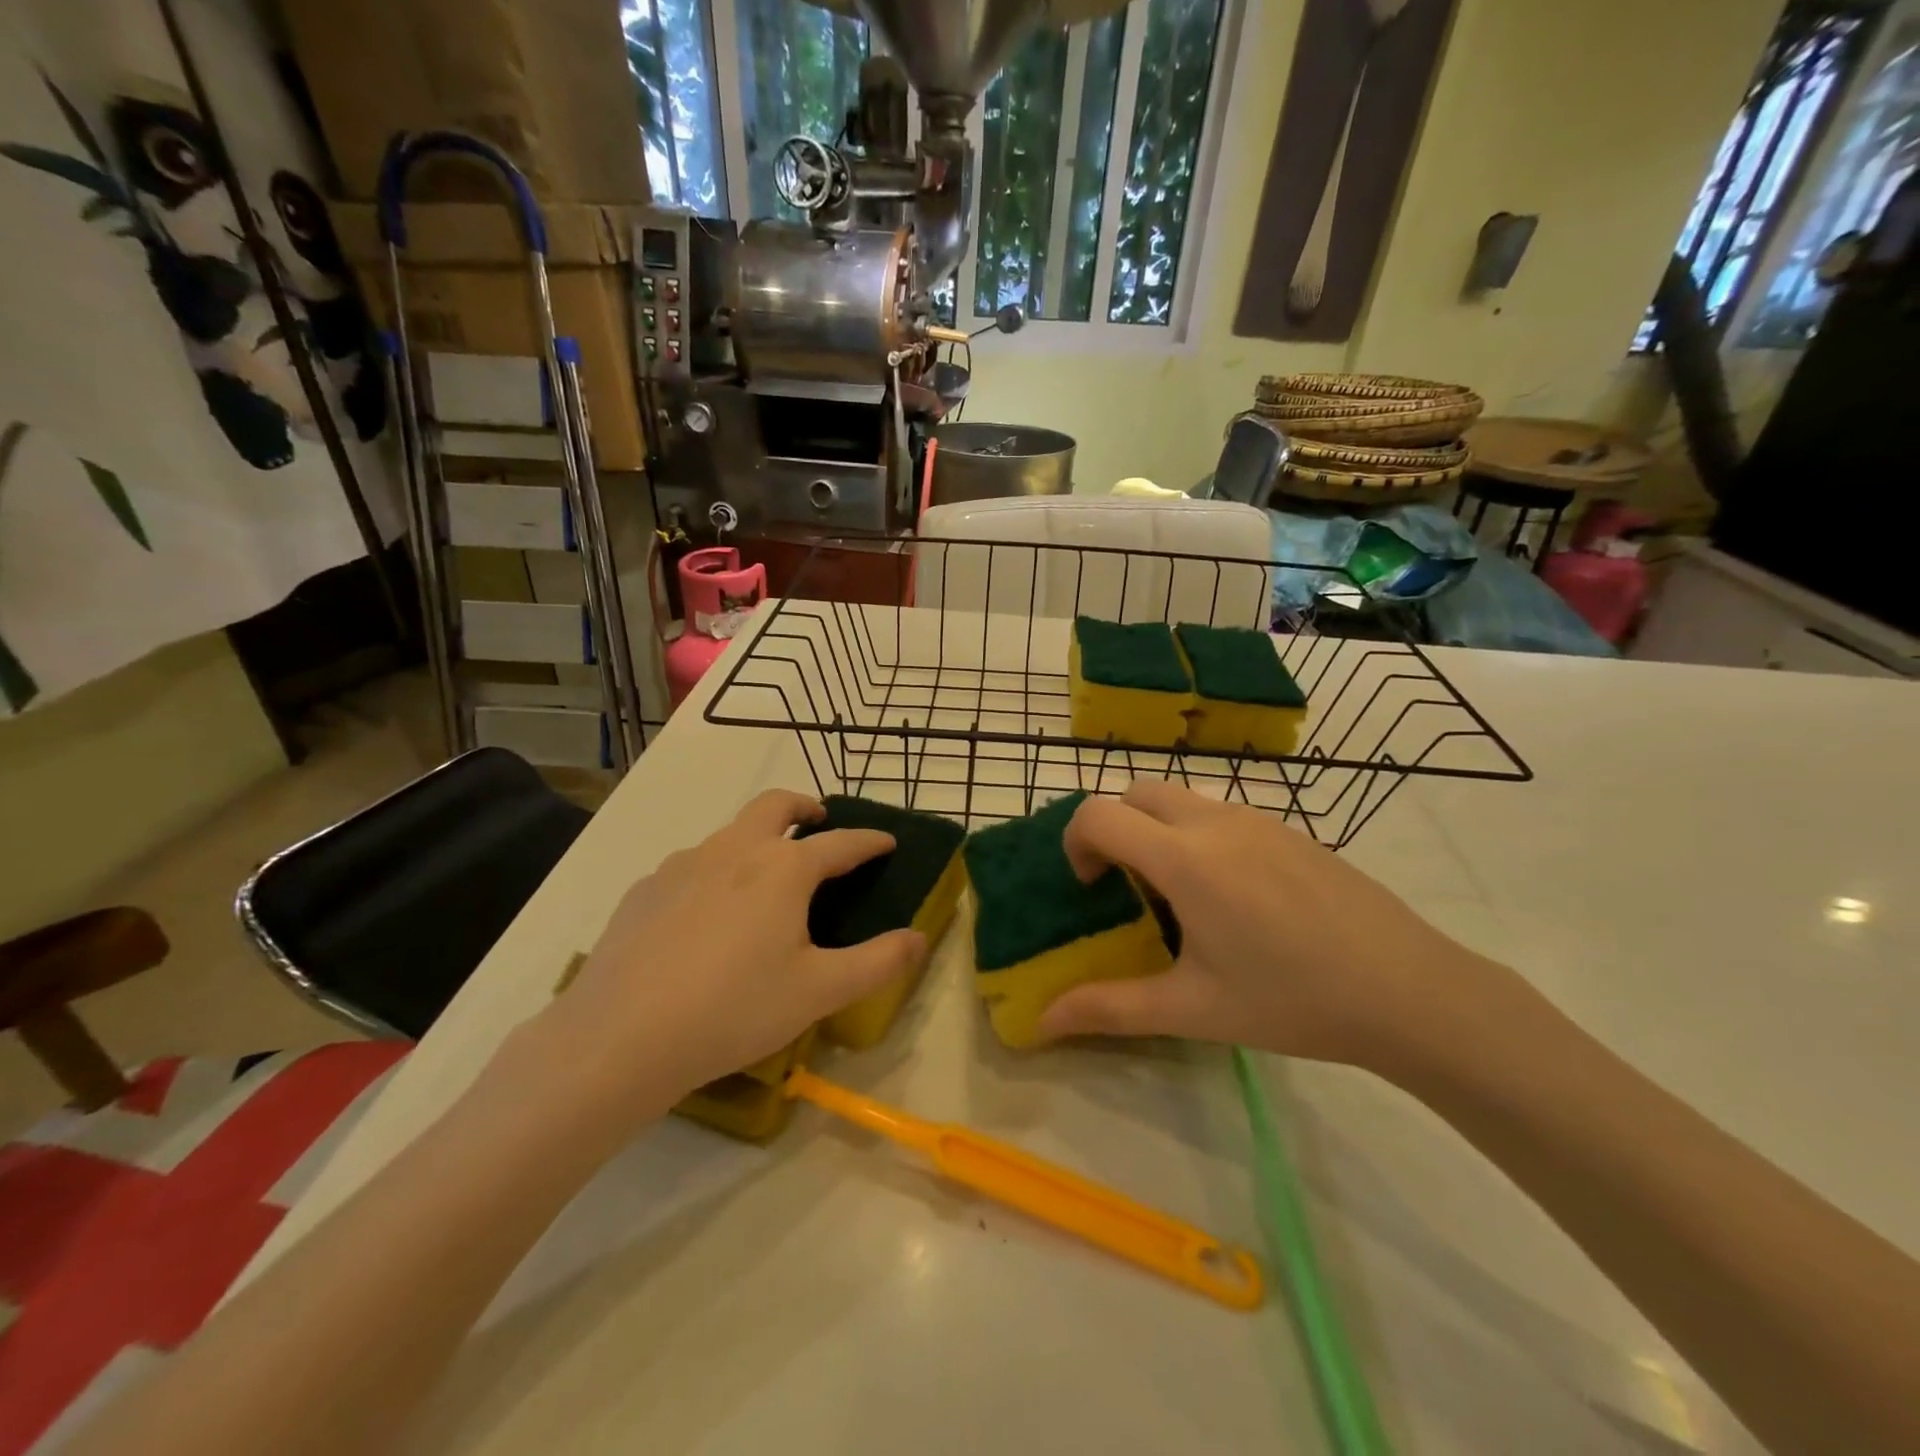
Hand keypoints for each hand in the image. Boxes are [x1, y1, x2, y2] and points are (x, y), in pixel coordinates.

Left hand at [518, 791, 923, 1136]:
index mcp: (783, 869)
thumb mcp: (819, 991)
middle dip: (804, 806)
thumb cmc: (734, 1009)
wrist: (620, 1037)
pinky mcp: (645, 889)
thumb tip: (920, 938)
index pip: (841, 843)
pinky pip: (691, 866)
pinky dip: (714, 871)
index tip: (887, 842)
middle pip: (775, 805)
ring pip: (729, 833)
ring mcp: (683, 864)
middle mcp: (734, 850)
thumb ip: (878, 962)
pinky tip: (706, 915)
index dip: (869, 841)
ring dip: (756, 838)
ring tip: (764, 875)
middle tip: (819, 820)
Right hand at [1038, 782, 1510, 1075]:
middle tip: (1124, 884)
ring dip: (1156, 828)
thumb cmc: (1292, 1000)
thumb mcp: (1193, 1009)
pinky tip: (1233, 897)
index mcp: (1184, 859)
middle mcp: (1215, 822)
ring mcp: (1258, 819)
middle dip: (1113, 826)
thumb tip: (1041, 1022)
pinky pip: (1222, 813)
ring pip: (1182, 798)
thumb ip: (1110, 1009)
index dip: (1077, 843)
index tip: (1091, 889)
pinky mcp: (1290, 829)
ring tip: (1178, 893)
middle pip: (1136, 791)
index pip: (1099, 814)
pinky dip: (1198, 834)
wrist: (1410, 991)